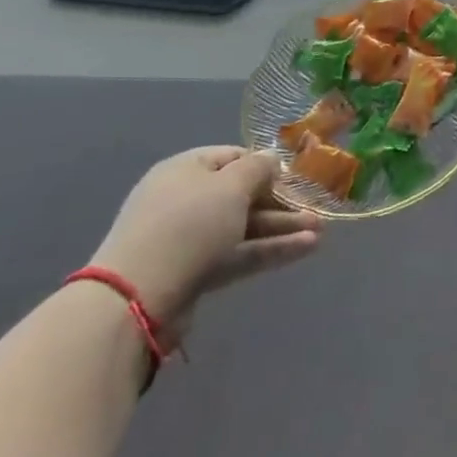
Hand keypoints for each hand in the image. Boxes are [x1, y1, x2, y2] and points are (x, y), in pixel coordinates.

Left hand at [90, 148, 319, 338]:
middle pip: (241, 195)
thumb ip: (258, 169)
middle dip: (281, 202)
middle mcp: (185, 200)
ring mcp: (188, 240)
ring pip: (243, 227)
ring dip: (281, 228)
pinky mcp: (194, 274)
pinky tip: (305, 249)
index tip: (294, 176)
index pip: (232, 157)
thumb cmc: (187, 225)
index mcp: (185, 170)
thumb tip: (270, 162)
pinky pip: (238, 254)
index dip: (264, 165)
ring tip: (320, 231)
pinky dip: (269, 250)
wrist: (136, 299)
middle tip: (315, 207)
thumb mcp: (230, 185)